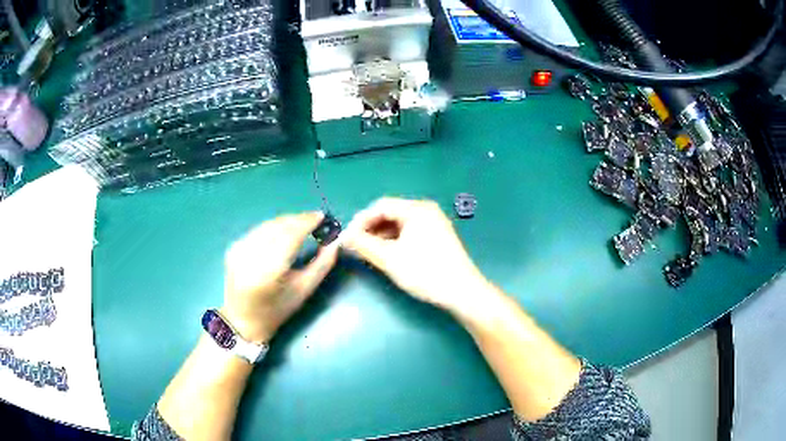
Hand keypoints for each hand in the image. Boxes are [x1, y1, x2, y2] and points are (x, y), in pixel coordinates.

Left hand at [221, 212, 338, 343]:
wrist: (242, 320)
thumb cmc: (277, 311)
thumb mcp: (304, 291)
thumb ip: (322, 264)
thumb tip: (335, 241)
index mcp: (268, 272)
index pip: (290, 235)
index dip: (307, 222)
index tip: (321, 216)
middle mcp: (250, 256)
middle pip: (278, 226)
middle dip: (298, 220)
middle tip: (315, 221)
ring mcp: (239, 249)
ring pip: (268, 225)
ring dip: (286, 222)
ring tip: (301, 227)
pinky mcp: (233, 247)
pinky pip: (258, 230)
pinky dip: (273, 228)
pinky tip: (282, 235)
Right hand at [342, 198, 491, 314]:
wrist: (462, 292)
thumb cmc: (425, 272)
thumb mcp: (390, 258)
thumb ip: (364, 245)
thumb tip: (344, 237)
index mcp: (417, 209)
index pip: (380, 206)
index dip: (360, 220)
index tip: (347, 237)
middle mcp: (426, 211)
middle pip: (390, 213)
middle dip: (370, 229)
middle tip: (356, 246)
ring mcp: (434, 224)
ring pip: (400, 224)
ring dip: (381, 236)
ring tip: (368, 253)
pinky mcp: (438, 237)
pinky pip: (410, 233)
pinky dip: (395, 241)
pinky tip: (387, 255)